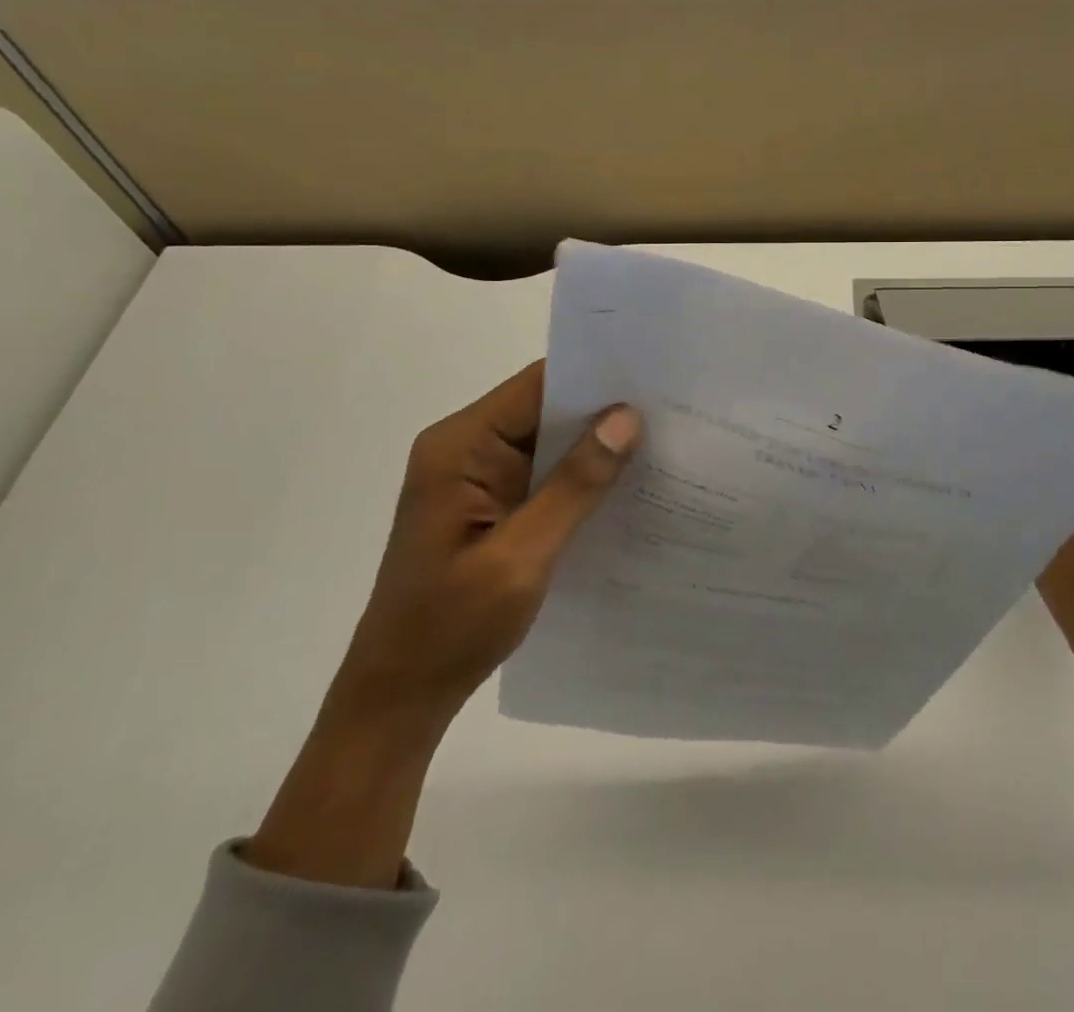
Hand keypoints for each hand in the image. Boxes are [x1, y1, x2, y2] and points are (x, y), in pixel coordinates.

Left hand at [244, 361, 640, 887]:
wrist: (400, 697)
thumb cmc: (451, 628)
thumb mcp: (521, 557)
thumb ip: (575, 485)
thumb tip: (626, 417)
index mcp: (459, 447)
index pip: (537, 387)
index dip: (595, 377)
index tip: (655, 378)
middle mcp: (466, 448)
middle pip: (545, 408)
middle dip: (604, 410)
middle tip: (673, 411)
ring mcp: (477, 476)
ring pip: (550, 440)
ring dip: (596, 444)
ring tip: (664, 441)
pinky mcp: (491, 502)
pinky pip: (545, 472)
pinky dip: (582, 475)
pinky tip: (627, 484)